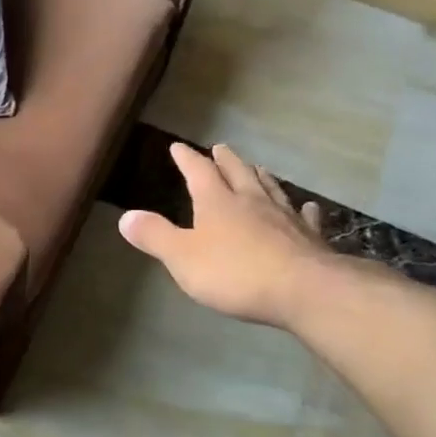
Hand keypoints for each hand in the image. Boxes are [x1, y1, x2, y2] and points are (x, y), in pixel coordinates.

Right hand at [118, 143, 338, 327]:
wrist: (303, 289)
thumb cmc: (235, 273)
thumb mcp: (182, 257)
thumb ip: (154, 236)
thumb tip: (125, 216)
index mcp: (217, 203)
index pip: (198, 172)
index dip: (187, 159)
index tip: (178, 147)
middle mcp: (251, 201)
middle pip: (238, 172)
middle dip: (225, 160)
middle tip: (220, 148)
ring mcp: (284, 217)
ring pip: (270, 188)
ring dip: (260, 176)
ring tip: (257, 167)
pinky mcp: (309, 237)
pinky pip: (304, 216)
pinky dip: (302, 209)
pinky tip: (306, 206)